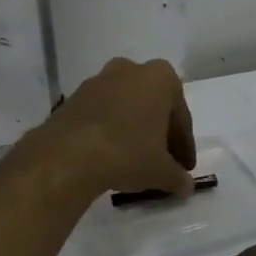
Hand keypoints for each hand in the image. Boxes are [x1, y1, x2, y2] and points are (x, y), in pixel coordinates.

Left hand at [19, 57, 195, 199]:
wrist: (68, 154)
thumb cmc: (127, 153)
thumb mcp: (161, 171)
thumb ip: (178, 177)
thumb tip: (186, 186)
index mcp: (160, 78)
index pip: (180, 116)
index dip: (184, 145)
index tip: (184, 167)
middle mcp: (129, 70)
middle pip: (152, 105)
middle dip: (158, 132)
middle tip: (162, 161)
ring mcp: (98, 81)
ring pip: (125, 107)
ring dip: (132, 129)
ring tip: (134, 159)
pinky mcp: (73, 97)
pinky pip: (101, 113)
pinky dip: (109, 130)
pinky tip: (109, 154)